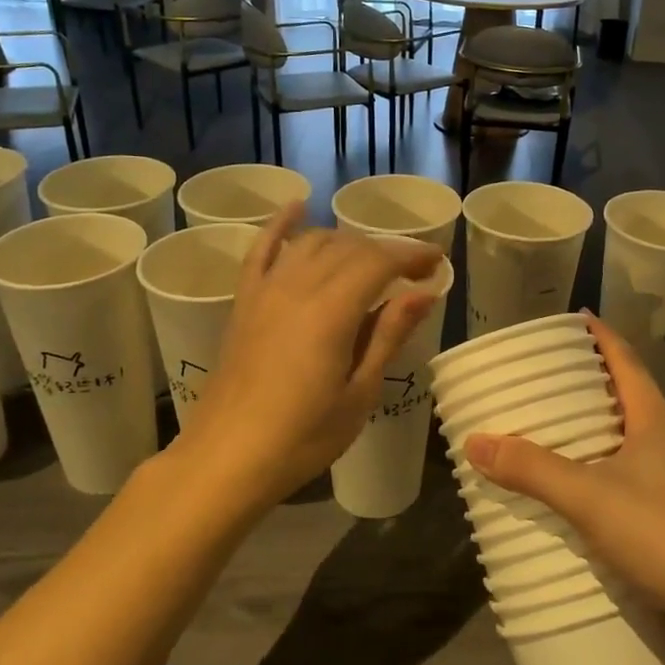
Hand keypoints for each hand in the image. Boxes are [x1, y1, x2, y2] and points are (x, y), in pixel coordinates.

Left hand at [174, 204, 439, 514]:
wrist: (227, 458)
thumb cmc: (302, 437)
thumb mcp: (359, 393)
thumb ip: (388, 335)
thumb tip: (423, 292)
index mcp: (331, 311)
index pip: (379, 262)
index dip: (411, 256)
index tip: (437, 263)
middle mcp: (297, 287)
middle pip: (348, 248)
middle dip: (386, 251)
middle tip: (414, 271)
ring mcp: (265, 290)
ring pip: (313, 243)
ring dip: (347, 243)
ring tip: (372, 262)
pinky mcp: (244, 302)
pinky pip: (262, 249)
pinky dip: (281, 224)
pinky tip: (298, 205)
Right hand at [464, 315, 664, 651]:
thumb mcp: (590, 498)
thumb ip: (532, 470)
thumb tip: (474, 441)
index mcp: (656, 423)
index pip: (627, 362)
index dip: (602, 336)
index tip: (577, 318)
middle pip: (629, 401)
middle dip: (591, 388)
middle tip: (546, 383)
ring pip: (633, 447)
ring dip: (597, 438)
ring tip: (555, 438)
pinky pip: (637, 486)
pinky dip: (606, 480)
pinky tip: (583, 501)